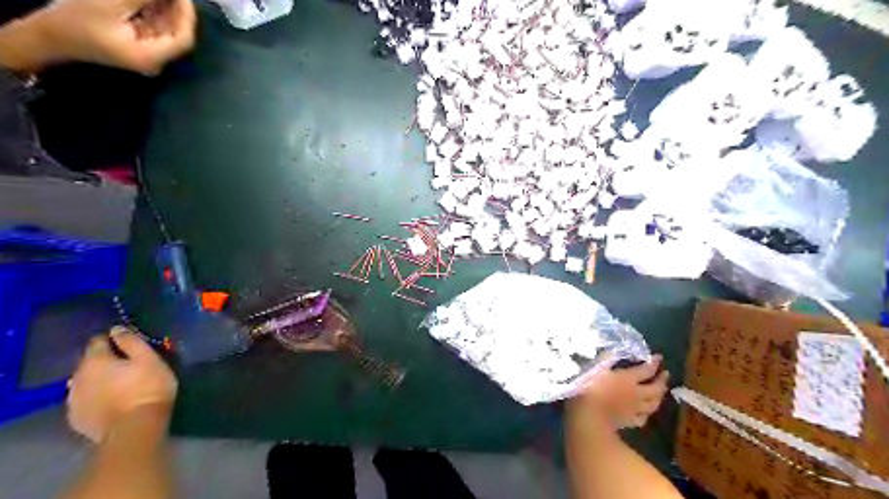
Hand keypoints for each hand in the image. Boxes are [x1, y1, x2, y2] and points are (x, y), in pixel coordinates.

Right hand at [34, 0, 194, 74]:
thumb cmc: (75, 21)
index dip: (187, 14)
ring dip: (167, 9)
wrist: (50, 37)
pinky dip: (157, 12)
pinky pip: (156, 28)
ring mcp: (149, 54)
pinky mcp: (141, 46)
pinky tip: (155, 0)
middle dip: (177, 9)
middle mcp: (157, 60)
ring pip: (168, 29)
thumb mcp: (109, 4)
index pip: (183, 38)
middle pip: (177, 33)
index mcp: (152, 57)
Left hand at [66, 326, 177, 441]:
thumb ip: (131, 342)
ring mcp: (74, 399)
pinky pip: (84, 399)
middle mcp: (77, 377)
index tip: (128, 343)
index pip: (97, 341)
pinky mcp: (76, 418)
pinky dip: (95, 396)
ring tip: (118, 383)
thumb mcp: (149, 359)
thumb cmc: (148, 388)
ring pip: (84, 381)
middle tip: (127, 364)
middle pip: (88, 362)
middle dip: (104, 360)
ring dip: (98, 379)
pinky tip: (110, 400)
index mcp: (95, 361)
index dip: (112, 339)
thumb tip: (116, 329)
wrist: (134, 428)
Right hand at [570, 355, 666, 428]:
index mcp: (628, 379)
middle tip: (665, 374)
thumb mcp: (595, 368)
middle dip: (662, 380)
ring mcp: (634, 409)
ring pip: (653, 404)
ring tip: (661, 392)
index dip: (654, 363)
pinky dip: (646, 414)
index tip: (659, 357)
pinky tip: (645, 412)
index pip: (646, 370)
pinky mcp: (629, 422)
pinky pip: (643, 418)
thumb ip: (605, 358)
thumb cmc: (589, 389)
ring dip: (659, 397)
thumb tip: (613, 350)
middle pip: (655, 388)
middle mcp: (636, 394)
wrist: (589, 417)